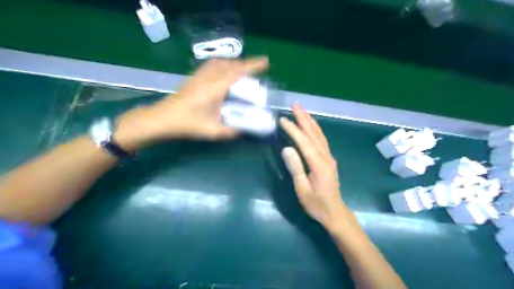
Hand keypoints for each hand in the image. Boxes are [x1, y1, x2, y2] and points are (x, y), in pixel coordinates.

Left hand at [115, 56, 268, 150]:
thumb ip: (232, 131)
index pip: (237, 72)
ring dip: (234, 63)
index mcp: (215, 89)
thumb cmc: (187, 125)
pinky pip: (212, 65)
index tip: (266, 63)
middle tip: (257, 70)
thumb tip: (246, 130)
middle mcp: (208, 78)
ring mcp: (199, 76)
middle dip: (246, 64)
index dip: (253, 66)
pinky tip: (224, 73)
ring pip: (220, 62)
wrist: (162, 119)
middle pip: (230, 64)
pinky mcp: (194, 78)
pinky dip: (223, 65)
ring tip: (243, 70)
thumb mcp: (213, 131)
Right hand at [280, 106, 347, 229]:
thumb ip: (296, 168)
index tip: (282, 120)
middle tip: (295, 105)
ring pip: (319, 135)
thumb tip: (287, 148)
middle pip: (314, 134)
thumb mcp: (302, 190)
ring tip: (302, 110)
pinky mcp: (329, 160)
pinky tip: (312, 126)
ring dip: (310, 121)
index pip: (304, 142)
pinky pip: (322, 140)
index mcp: (318, 164)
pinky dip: (316, 130)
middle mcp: (326, 157)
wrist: (334, 212)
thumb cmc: (316, 204)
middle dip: (304, 118)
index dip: (293, 130)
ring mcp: (329, 158)